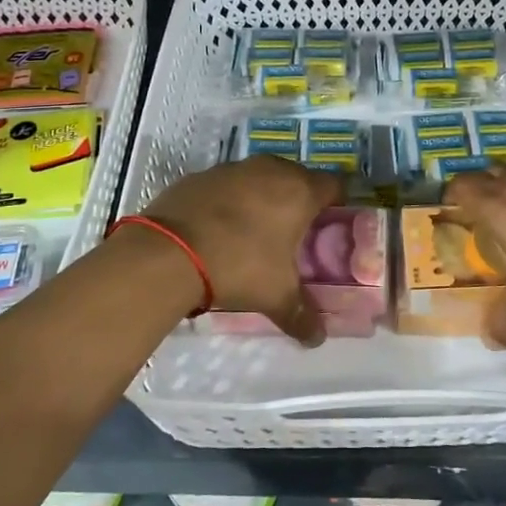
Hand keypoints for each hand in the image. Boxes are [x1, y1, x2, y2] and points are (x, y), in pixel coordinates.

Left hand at [137, 156, 344, 344]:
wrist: (168, 252)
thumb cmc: (239, 265)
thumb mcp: (276, 296)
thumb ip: (302, 315)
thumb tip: (317, 337)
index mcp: (299, 190)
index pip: (334, 185)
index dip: (336, 205)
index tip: (330, 227)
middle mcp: (270, 170)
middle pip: (297, 178)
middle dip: (298, 201)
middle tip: (293, 233)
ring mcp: (232, 168)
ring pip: (259, 178)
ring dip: (262, 198)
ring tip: (253, 232)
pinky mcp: (200, 175)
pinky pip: (226, 185)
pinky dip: (228, 201)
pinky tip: (217, 229)